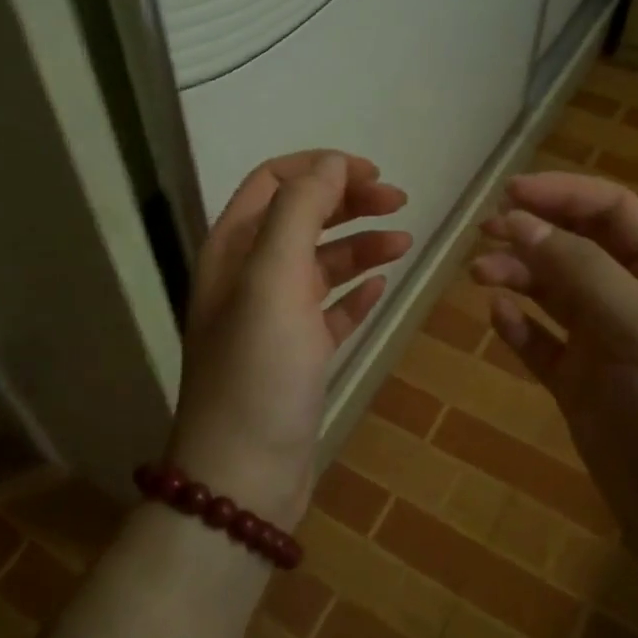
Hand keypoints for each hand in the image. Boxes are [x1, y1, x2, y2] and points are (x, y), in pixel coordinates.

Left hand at [170, 152, 410, 526]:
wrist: (245, 474)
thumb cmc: (258, 370)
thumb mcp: (273, 278)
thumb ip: (299, 211)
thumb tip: (330, 163)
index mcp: (232, 249)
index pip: (273, 181)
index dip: (320, 168)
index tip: (372, 175)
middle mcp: (247, 277)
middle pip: (300, 218)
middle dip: (347, 202)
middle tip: (400, 202)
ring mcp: (272, 318)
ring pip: (319, 263)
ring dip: (360, 245)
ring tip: (405, 242)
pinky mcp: (296, 356)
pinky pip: (329, 310)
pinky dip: (354, 293)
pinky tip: (382, 287)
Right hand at [472, 173, 637, 544]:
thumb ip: (581, 271)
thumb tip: (520, 221)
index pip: (613, 213)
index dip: (562, 196)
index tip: (508, 195)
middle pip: (578, 248)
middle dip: (533, 233)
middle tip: (483, 234)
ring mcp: (608, 346)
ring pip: (554, 293)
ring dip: (519, 276)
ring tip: (480, 275)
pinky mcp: (581, 387)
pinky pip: (543, 344)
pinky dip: (519, 327)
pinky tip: (497, 317)